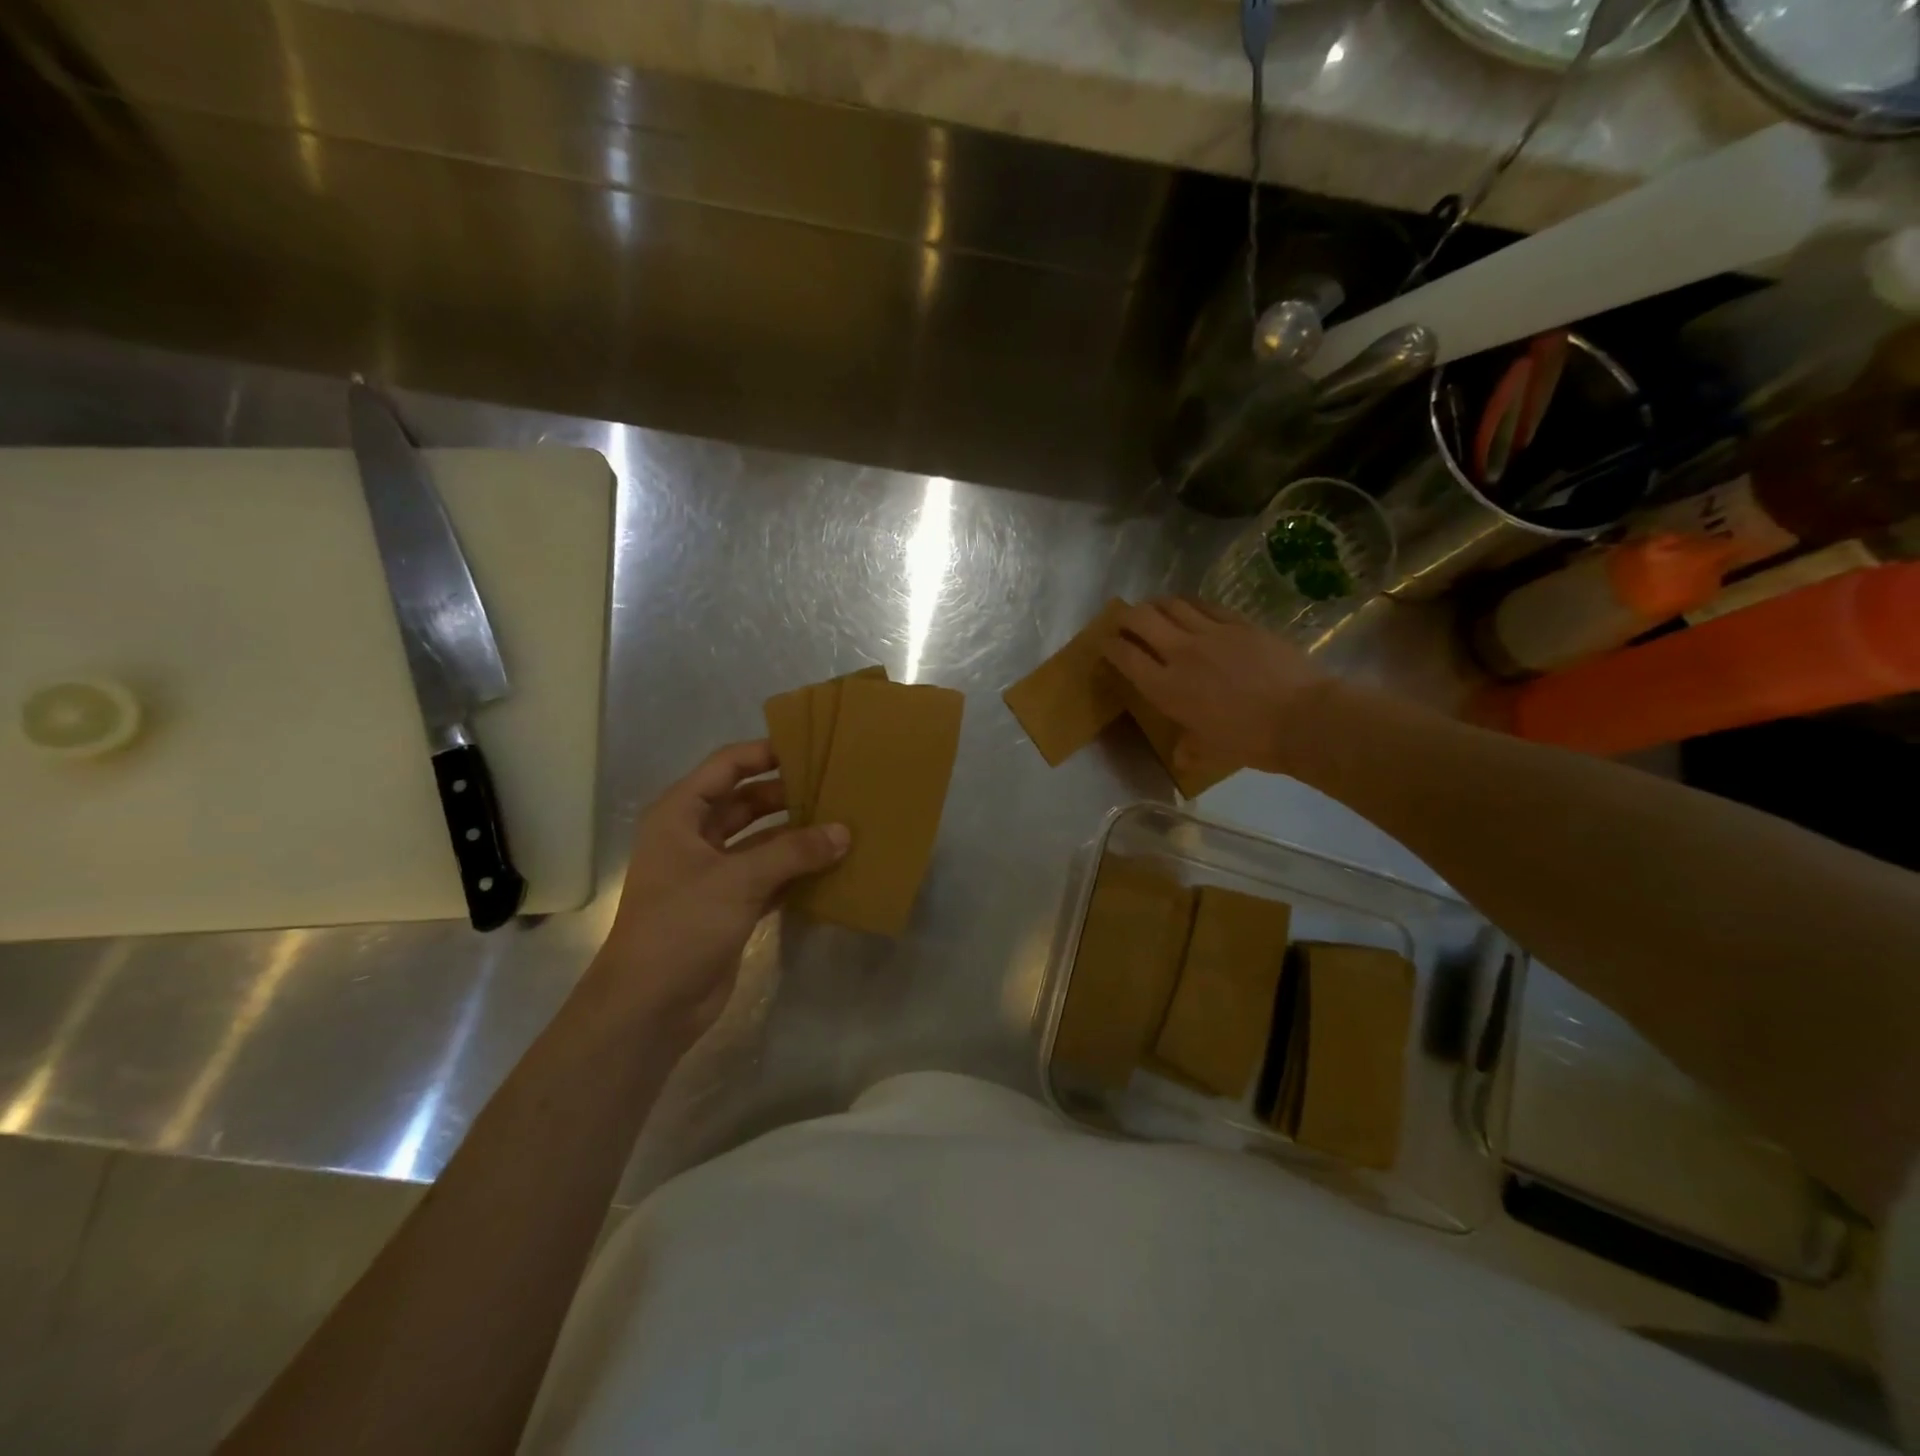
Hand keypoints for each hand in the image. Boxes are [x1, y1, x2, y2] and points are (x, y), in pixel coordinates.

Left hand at [596, 740, 847, 1040]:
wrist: (649, 1006)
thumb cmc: (682, 925)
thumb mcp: (738, 879)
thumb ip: (793, 852)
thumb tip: (844, 832)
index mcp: (680, 814)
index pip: (726, 766)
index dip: (764, 752)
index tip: (810, 747)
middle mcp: (695, 837)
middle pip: (747, 801)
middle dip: (788, 795)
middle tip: (836, 787)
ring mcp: (713, 873)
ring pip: (761, 840)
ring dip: (796, 835)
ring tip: (843, 823)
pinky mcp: (730, 905)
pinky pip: (769, 875)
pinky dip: (796, 870)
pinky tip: (832, 865)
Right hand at [1102, 597, 1332, 774]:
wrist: (1302, 718)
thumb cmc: (1250, 741)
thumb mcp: (1210, 752)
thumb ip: (1189, 751)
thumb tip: (1181, 759)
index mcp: (1166, 688)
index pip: (1125, 656)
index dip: (1110, 646)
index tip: (1106, 644)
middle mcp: (1180, 654)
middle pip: (1141, 620)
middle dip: (1125, 617)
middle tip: (1124, 621)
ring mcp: (1211, 633)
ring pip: (1172, 605)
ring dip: (1156, 605)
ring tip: (1154, 609)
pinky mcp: (1240, 623)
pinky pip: (1206, 606)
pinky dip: (1190, 605)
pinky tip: (1190, 609)